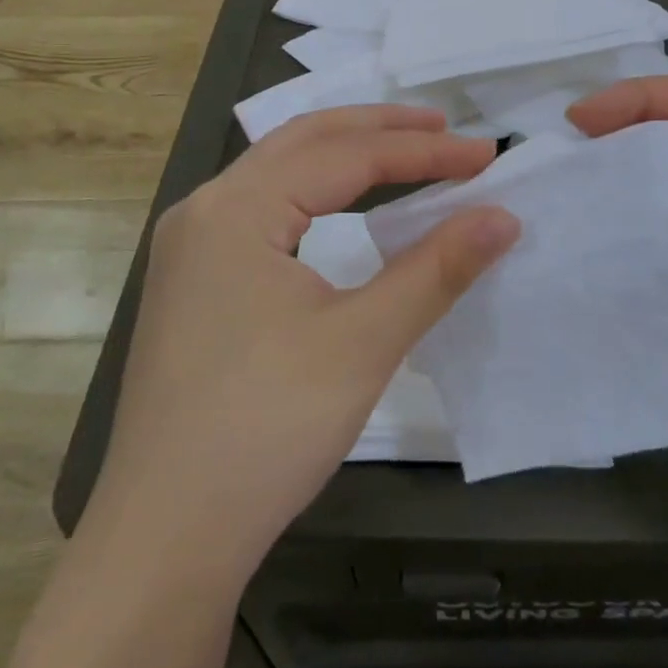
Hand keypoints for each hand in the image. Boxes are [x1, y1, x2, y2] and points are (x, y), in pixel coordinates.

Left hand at [88, 105, 519, 584]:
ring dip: (344, 155)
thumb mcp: (363, 343)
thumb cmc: (265, 430)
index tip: (486, 154)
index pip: (346, 156)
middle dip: (378, 128)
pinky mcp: (193, 281)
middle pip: (304, 141)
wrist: (165, 539)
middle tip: (445, 128)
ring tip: (405, 153)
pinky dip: (314, 191)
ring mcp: (190, 246)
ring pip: (278, 171)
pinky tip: (343, 206)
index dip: (423, 152)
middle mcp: (204, 209)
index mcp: (236, 208)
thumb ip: (437, 269)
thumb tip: (502, 216)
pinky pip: (262, 208)